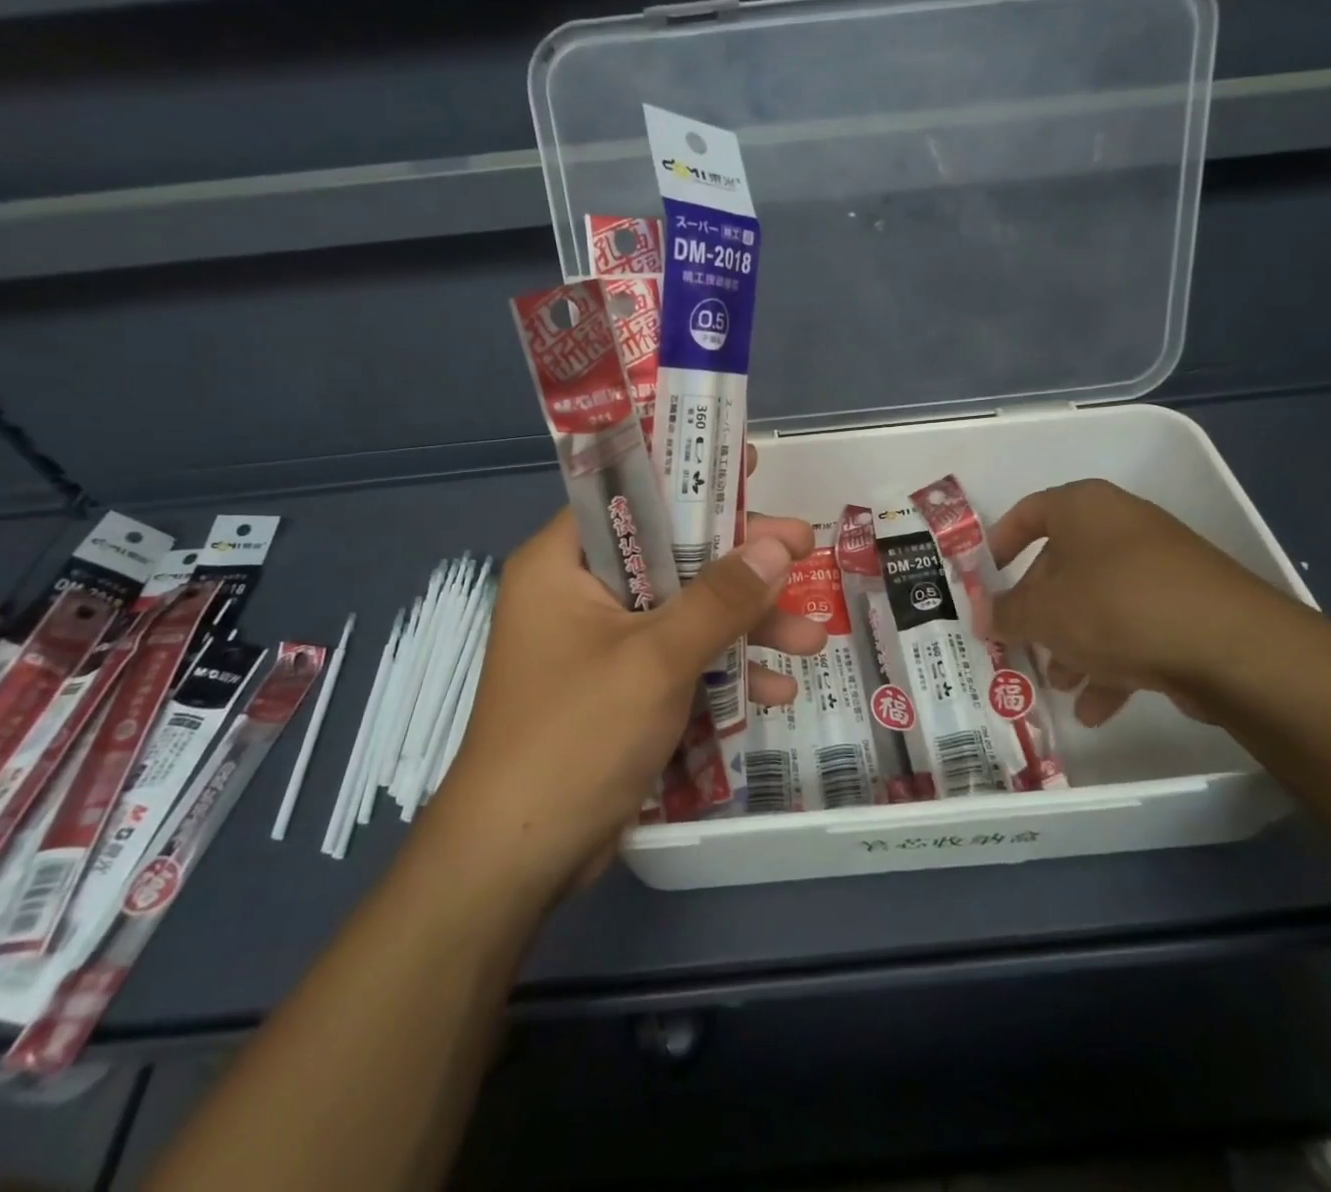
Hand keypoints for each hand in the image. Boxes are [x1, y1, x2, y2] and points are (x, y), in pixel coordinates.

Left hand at [437, 505, 816, 902]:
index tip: (749, 470)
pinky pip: (676, 661)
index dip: (692, 481)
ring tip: (811, 638)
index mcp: (563, 564)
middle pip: (669, 556)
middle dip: (740, 566)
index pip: (630, 498)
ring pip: (682, 612)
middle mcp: (578, 595)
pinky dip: (720, 671)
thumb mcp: (656, 659)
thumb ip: (720, 598)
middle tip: (804, 550)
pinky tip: (774, 690)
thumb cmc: (576, 736)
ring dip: (745, 626)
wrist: (518, 860)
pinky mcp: (618, 692)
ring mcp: (600, 647)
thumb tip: (778, 546)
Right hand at [989, 479, 1305, 727]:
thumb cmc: (1115, 607)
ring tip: (1059, 685)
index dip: (999, 543)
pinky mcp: (1189, 606)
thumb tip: (981, 615)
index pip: (1028, 513)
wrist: (1231, 646)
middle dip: (1037, 612)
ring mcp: (1160, 568)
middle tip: (1018, 644)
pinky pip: (1134, 628)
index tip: (984, 577)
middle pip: (1062, 565)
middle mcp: (1122, 528)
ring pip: (1097, 602)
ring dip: (1072, 645)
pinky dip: (1111, 663)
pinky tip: (1096, 708)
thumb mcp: (1043, 613)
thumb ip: (1005, 614)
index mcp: (1084, 509)